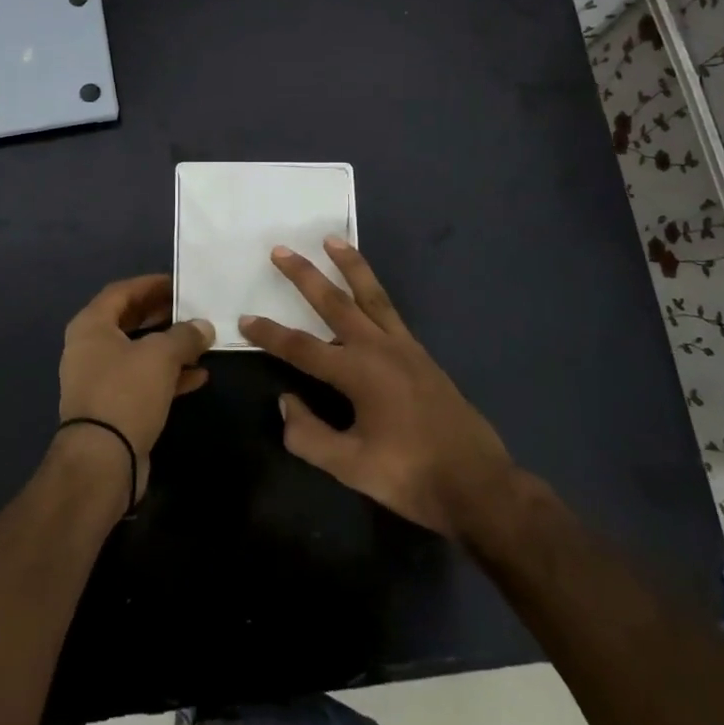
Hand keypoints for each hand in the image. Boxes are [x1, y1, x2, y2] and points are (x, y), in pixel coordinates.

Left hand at [58, 275, 214, 502]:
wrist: (102, 461)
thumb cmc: (126, 392)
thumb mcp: (161, 355)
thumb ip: (185, 335)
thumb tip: (203, 326)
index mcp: (91, 326)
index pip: (122, 291)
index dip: (150, 284)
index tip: (179, 283)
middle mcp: (90, 349)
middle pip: (129, 321)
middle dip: (162, 314)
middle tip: (192, 309)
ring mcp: (100, 380)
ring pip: (138, 353)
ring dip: (168, 346)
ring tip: (200, 340)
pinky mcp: (113, 407)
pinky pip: (143, 381)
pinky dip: (168, 375)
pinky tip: (198, 375)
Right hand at [240, 241, 514, 538]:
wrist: (478, 484)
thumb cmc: (411, 476)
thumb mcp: (351, 467)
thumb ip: (309, 435)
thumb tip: (285, 401)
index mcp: (358, 372)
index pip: (301, 347)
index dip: (270, 334)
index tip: (245, 319)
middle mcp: (379, 348)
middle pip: (334, 302)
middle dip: (304, 276)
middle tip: (281, 250)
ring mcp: (404, 347)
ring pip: (370, 294)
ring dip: (348, 266)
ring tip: (332, 240)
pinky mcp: (421, 355)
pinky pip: (390, 310)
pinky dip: (373, 290)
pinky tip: (366, 291)